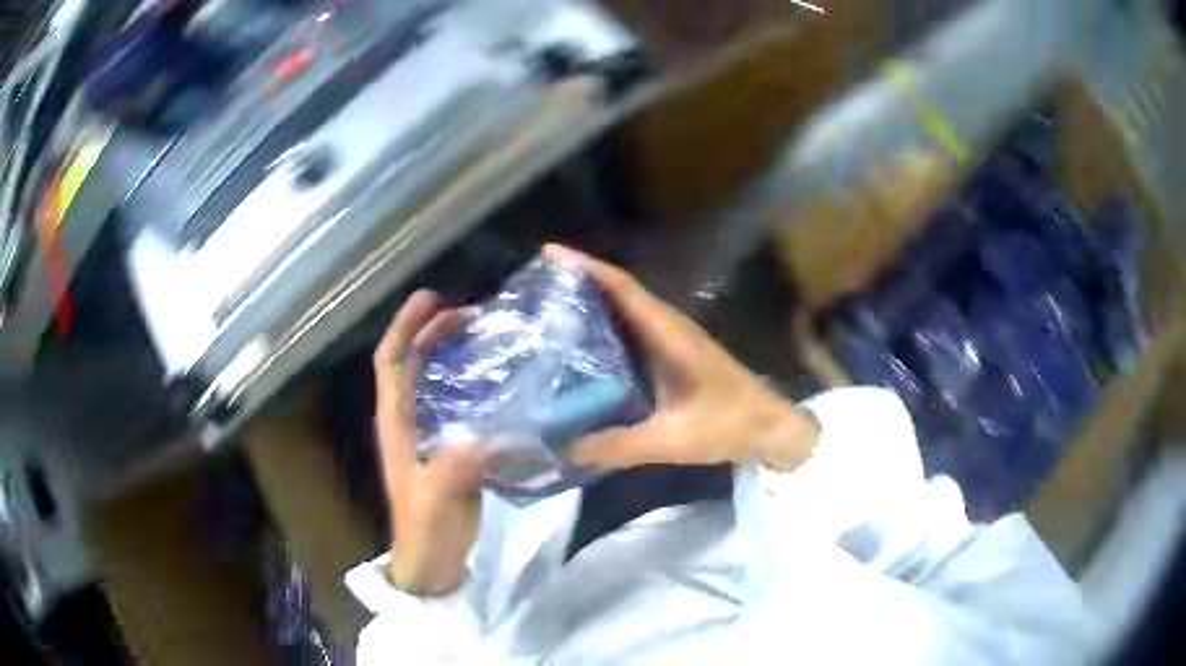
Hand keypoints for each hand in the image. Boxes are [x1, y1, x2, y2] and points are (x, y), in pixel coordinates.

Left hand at [373, 290, 489, 595]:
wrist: (432, 563)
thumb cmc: (426, 530)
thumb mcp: (437, 498)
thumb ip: (458, 464)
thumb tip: (492, 428)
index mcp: (396, 424)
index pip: (390, 364)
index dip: (404, 328)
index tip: (429, 298)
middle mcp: (408, 422)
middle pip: (412, 364)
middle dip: (432, 333)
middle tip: (471, 314)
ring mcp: (429, 436)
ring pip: (434, 382)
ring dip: (451, 355)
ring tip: (486, 337)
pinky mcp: (449, 450)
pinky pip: (458, 405)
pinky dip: (472, 385)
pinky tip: (500, 383)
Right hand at [543, 244, 820, 470]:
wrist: (770, 429)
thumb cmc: (729, 425)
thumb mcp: (672, 440)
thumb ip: (618, 446)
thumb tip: (563, 447)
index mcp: (670, 335)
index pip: (624, 289)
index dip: (587, 268)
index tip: (549, 254)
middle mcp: (669, 328)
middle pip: (619, 293)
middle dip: (578, 283)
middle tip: (534, 289)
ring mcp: (673, 341)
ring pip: (626, 312)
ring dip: (591, 304)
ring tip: (547, 312)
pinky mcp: (674, 357)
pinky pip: (633, 333)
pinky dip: (606, 331)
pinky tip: (582, 350)